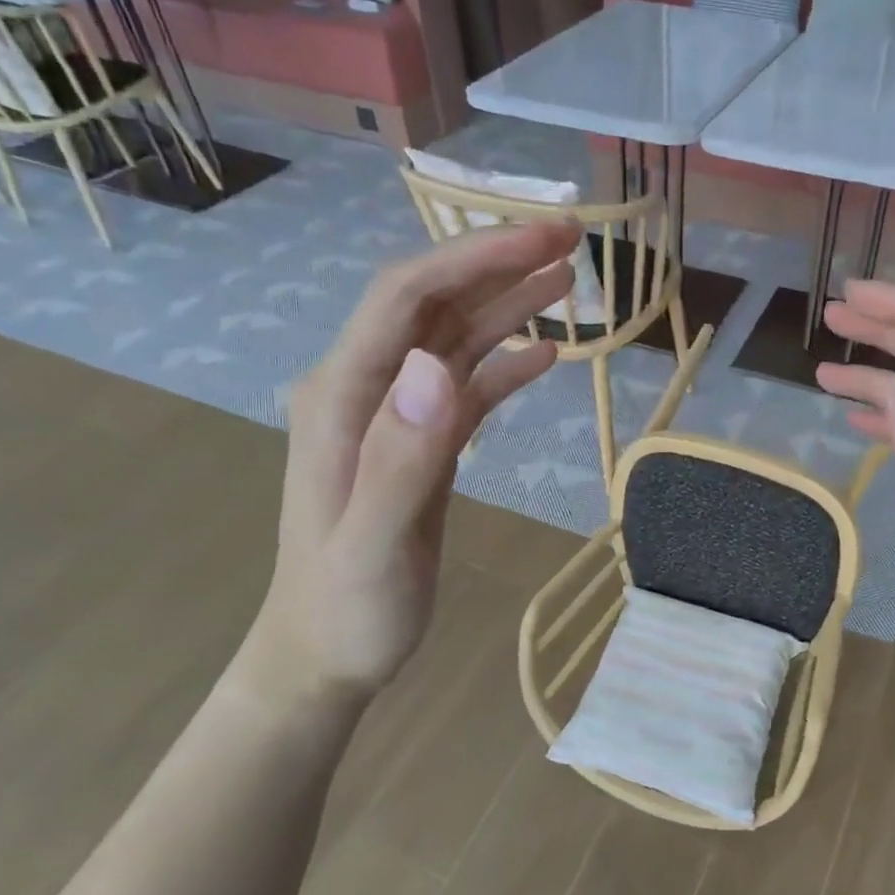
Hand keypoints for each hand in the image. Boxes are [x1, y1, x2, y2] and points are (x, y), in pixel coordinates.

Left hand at [239, 222, 578, 705]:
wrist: (325, 656)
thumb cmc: (346, 610)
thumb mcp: (371, 545)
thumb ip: (400, 458)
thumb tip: (437, 366)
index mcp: (345, 398)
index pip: (408, 299)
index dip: (474, 258)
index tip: (541, 239)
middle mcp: (368, 391)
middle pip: (434, 304)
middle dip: (497, 264)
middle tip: (570, 240)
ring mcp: (396, 417)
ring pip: (455, 340)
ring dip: (508, 304)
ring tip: (568, 279)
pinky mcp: (422, 445)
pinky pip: (468, 389)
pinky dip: (506, 365)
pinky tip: (546, 354)